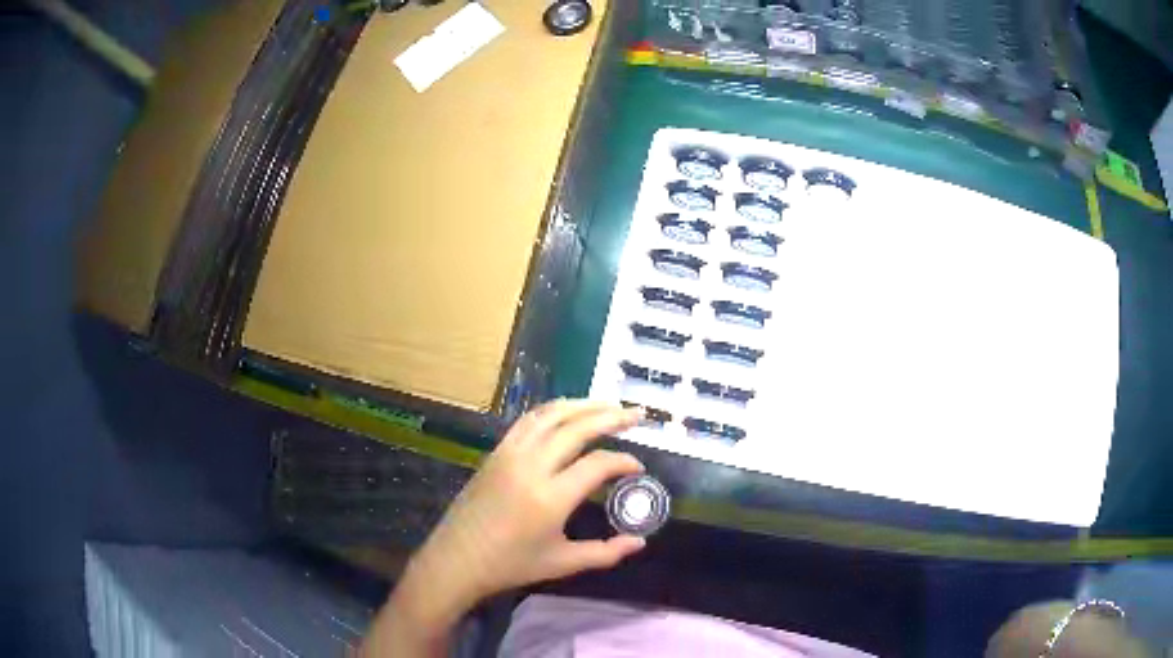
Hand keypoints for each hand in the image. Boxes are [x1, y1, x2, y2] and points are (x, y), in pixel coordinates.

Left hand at [418, 399, 645, 601]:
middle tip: (637, 413)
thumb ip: (605, 552)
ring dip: (582, 405)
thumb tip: (639, 542)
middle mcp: (531, 466)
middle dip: (611, 417)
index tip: (638, 467)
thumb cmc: (511, 565)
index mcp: (551, 497)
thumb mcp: (563, 563)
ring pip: (551, 415)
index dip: (624, 461)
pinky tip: (567, 412)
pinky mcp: (496, 452)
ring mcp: (510, 454)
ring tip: (608, 404)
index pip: (598, 465)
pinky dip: (553, 410)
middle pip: (577, 428)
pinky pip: (528, 421)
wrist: (457, 559)